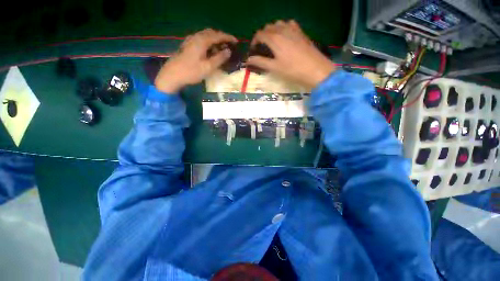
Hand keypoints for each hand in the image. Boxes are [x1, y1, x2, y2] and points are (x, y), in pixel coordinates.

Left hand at [155, 29, 237, 92]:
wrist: (172, 75)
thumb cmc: (191, 72)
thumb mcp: (208, 67)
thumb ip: (219, 58)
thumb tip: (228, 51)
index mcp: (202, 41)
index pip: (218, 35)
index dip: (228, 38)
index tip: (236, 42)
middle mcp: (196, 37)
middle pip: (211, 33)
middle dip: (221, 37)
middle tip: (229, 45)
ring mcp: (190, 40)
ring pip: (205, 36)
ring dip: (214, 40)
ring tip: (221, 49)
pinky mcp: (187, 45)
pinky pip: (201, 40)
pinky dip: (208, 43)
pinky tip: (210, 51)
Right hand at [247, 20, 335, 88]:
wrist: (314, 69)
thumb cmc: (292, 70)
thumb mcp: (274, 68)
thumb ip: (260, 62)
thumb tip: (248, 60)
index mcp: (274, 38)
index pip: (259, 34)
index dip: (254, 41)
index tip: (253, 51)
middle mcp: (282, 30)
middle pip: (268, 27)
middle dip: (262, 36)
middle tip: (262, 48)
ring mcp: (293, 29)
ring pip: (278, 24)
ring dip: (272, 31)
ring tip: (272, 43)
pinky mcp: (301, 32)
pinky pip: (289, 24)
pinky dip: (283, 28)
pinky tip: (285, 37)